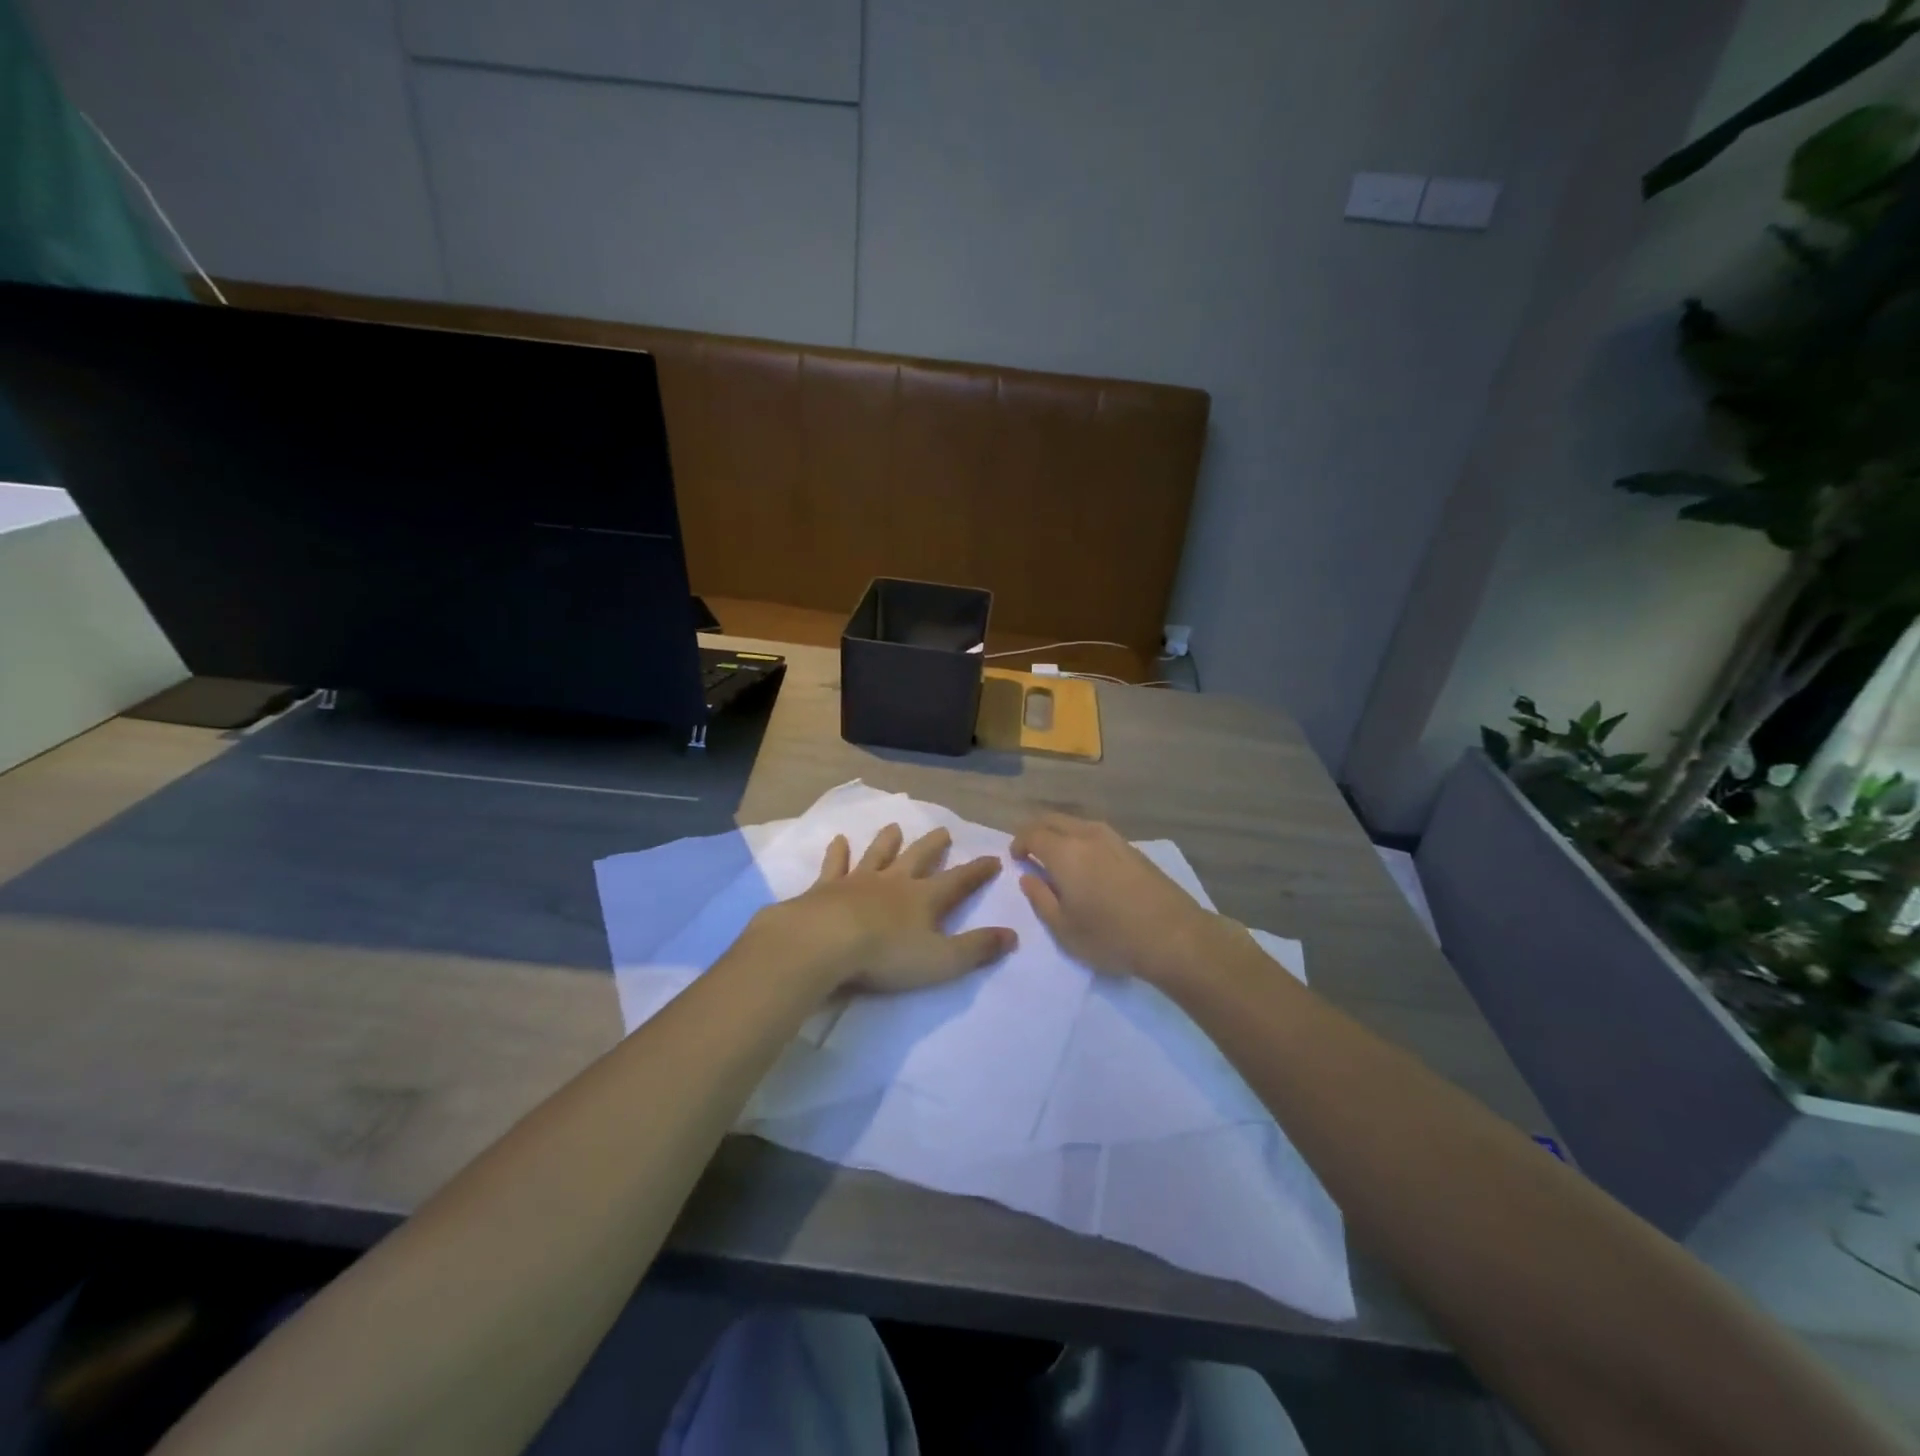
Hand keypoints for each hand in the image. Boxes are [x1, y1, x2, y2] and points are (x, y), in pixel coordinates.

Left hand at [750, 824, 1016, 996]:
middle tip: (944, 831)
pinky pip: (835, 865)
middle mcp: (894, 882)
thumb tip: (1013, 936)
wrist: (826, 942)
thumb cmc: (886, 955)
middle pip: (918, 858)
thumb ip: (977, 948)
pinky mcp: (827, 888)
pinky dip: (837, 852)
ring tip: (895, 827)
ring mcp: (859, 881)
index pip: (958, 881)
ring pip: (878, 854)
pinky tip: (838, 840)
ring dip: (887, 841)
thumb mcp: (941, 960)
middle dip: (933, 846)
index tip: (994, 858)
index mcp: (924, 899)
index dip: (977, 871)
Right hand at [1012, 813, 1235, 986]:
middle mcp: (1088, 835)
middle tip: (1030, 852)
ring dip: (1061, 833)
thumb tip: (1028, 877)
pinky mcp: (1134, 850)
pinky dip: (1082, 840)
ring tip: (1057, 858)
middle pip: (1054, 819)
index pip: (1033, 833)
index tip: (1016, 859)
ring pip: (1077, 823)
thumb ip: (1040, 898)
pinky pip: (1097, 833)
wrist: (1175, 936)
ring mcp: (1115, 839)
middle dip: (1037, 831)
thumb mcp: (1064, 929)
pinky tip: (1087, 864)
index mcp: (1065, 852)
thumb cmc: (1111, 936)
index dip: (1019, 843)